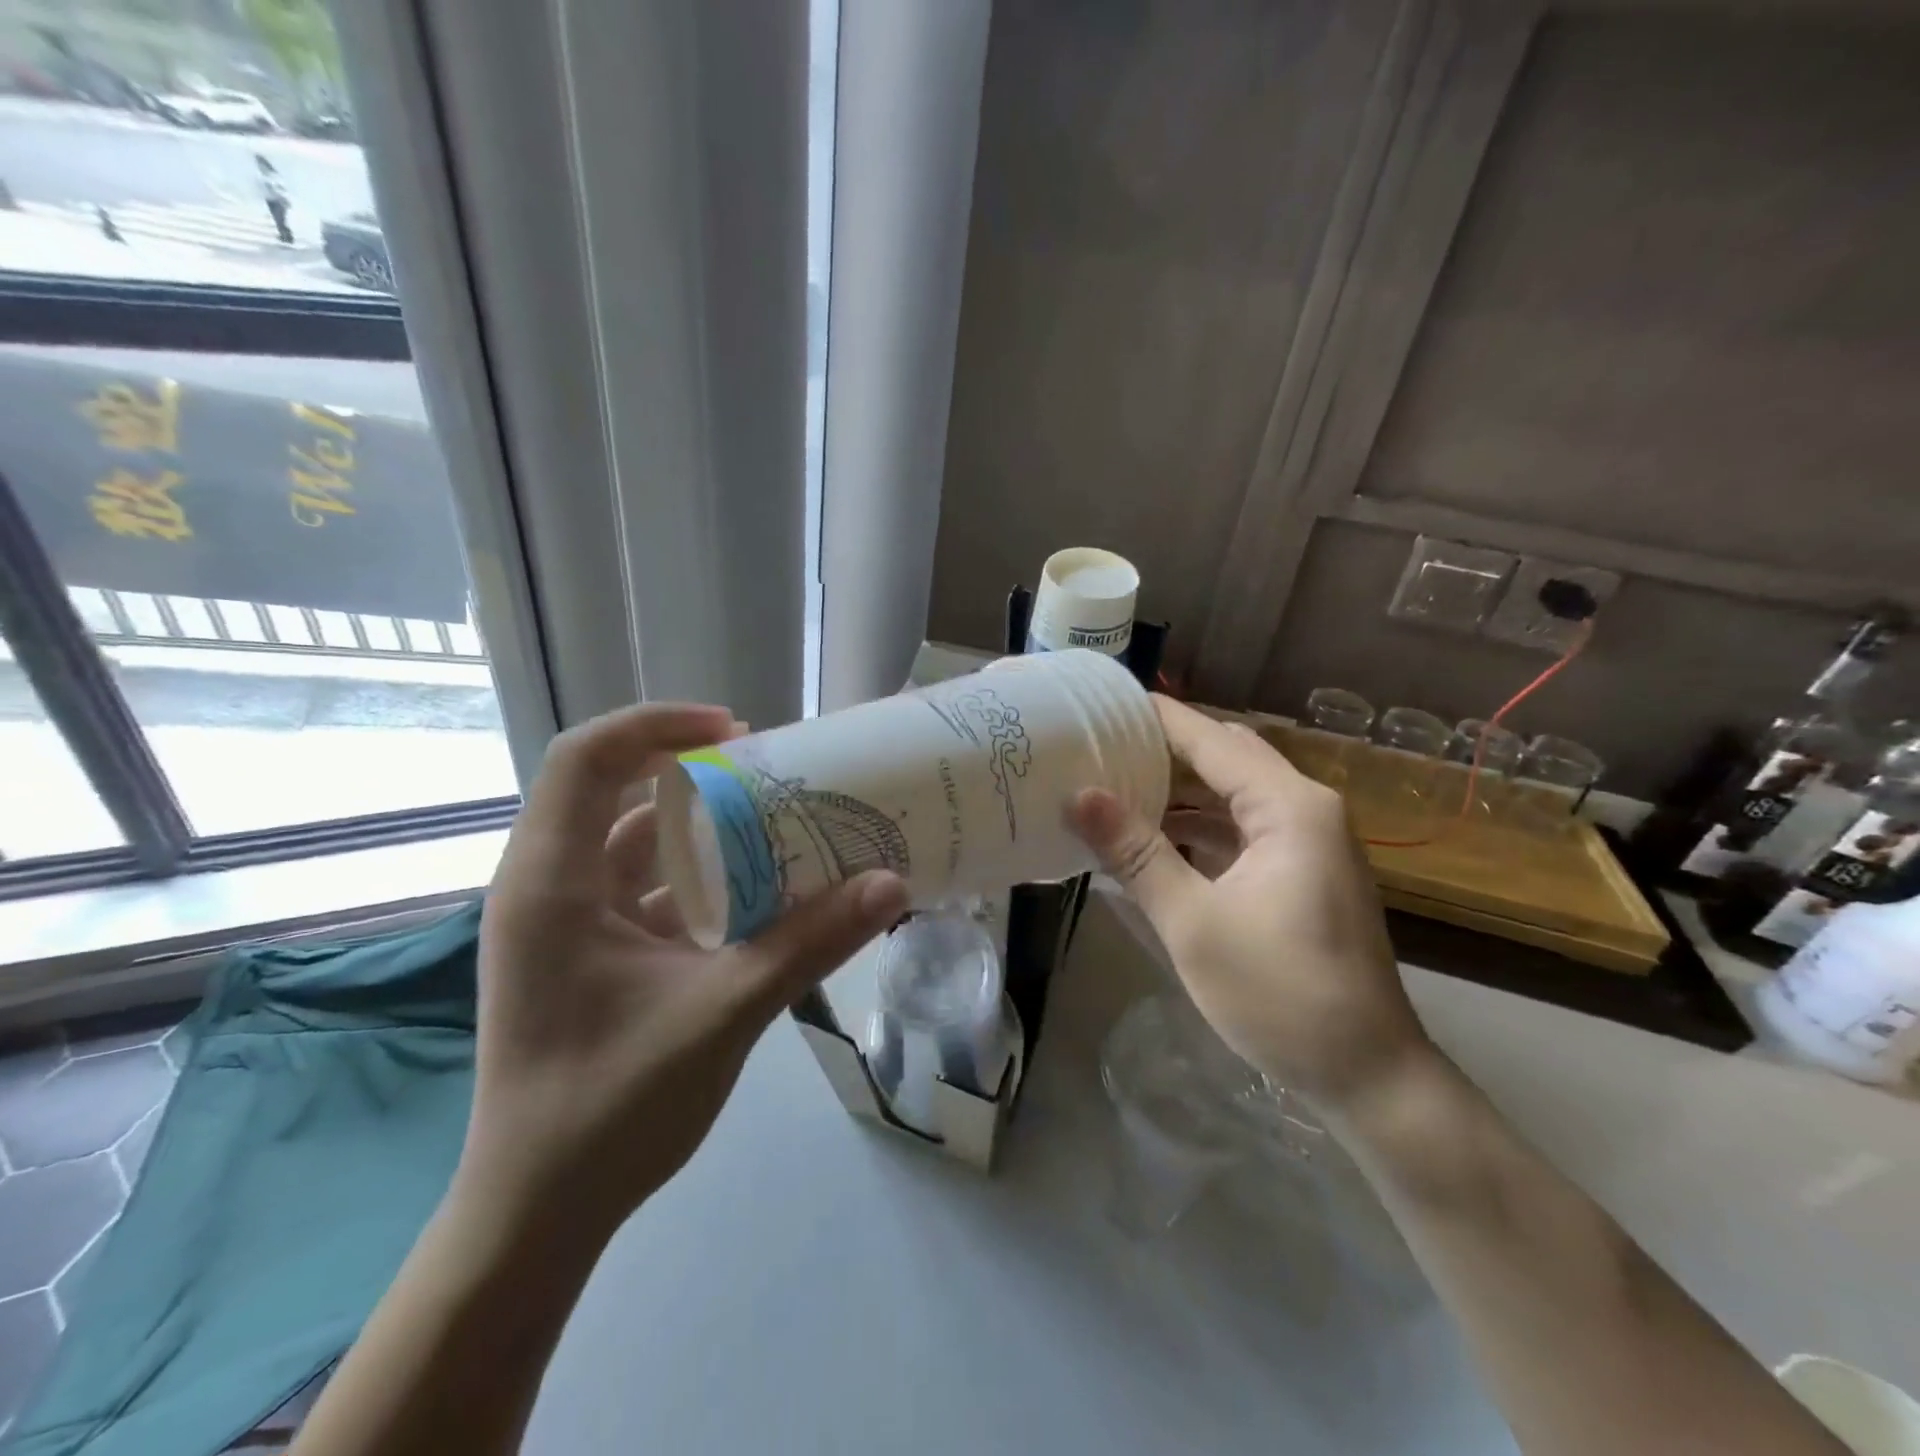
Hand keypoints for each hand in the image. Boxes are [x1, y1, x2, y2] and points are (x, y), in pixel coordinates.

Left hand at [464, 702, 909, 1238]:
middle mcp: (547, 889)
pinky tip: (758, 896)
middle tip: (771, 775)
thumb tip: (891, 884)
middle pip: (614, 792)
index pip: (585, 758)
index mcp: (550, 884)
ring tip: (777, 827)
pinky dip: (699, 880)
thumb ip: (809, 943)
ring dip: (702, 831)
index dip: (657, 724)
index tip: (735, 730)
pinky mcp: (588, 956)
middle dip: (694, 774)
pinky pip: (645, 891)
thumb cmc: (609, 1108)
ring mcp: (565, 925)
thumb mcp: (723, 1013)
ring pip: (634, 845)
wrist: (537, 1217)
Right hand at [1069, 695, 1432, 1106]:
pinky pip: (1242, 829)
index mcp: (1288, 807)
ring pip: (1232, 794)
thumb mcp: (1193, 922)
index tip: (1099, 707)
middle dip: (1162, 751)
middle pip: (1225, 757)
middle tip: (1095, 748)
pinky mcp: (1302, 872)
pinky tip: (1151, 840)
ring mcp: (1308, 841)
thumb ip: (1136, 852)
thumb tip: (1079, 795)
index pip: (1211, 738)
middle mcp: (1305, 809)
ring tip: (1110, 788)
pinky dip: (1198, 828)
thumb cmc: (1279, 993)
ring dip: (1177, 792)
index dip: (1156, 719)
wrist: (1368, 1075)